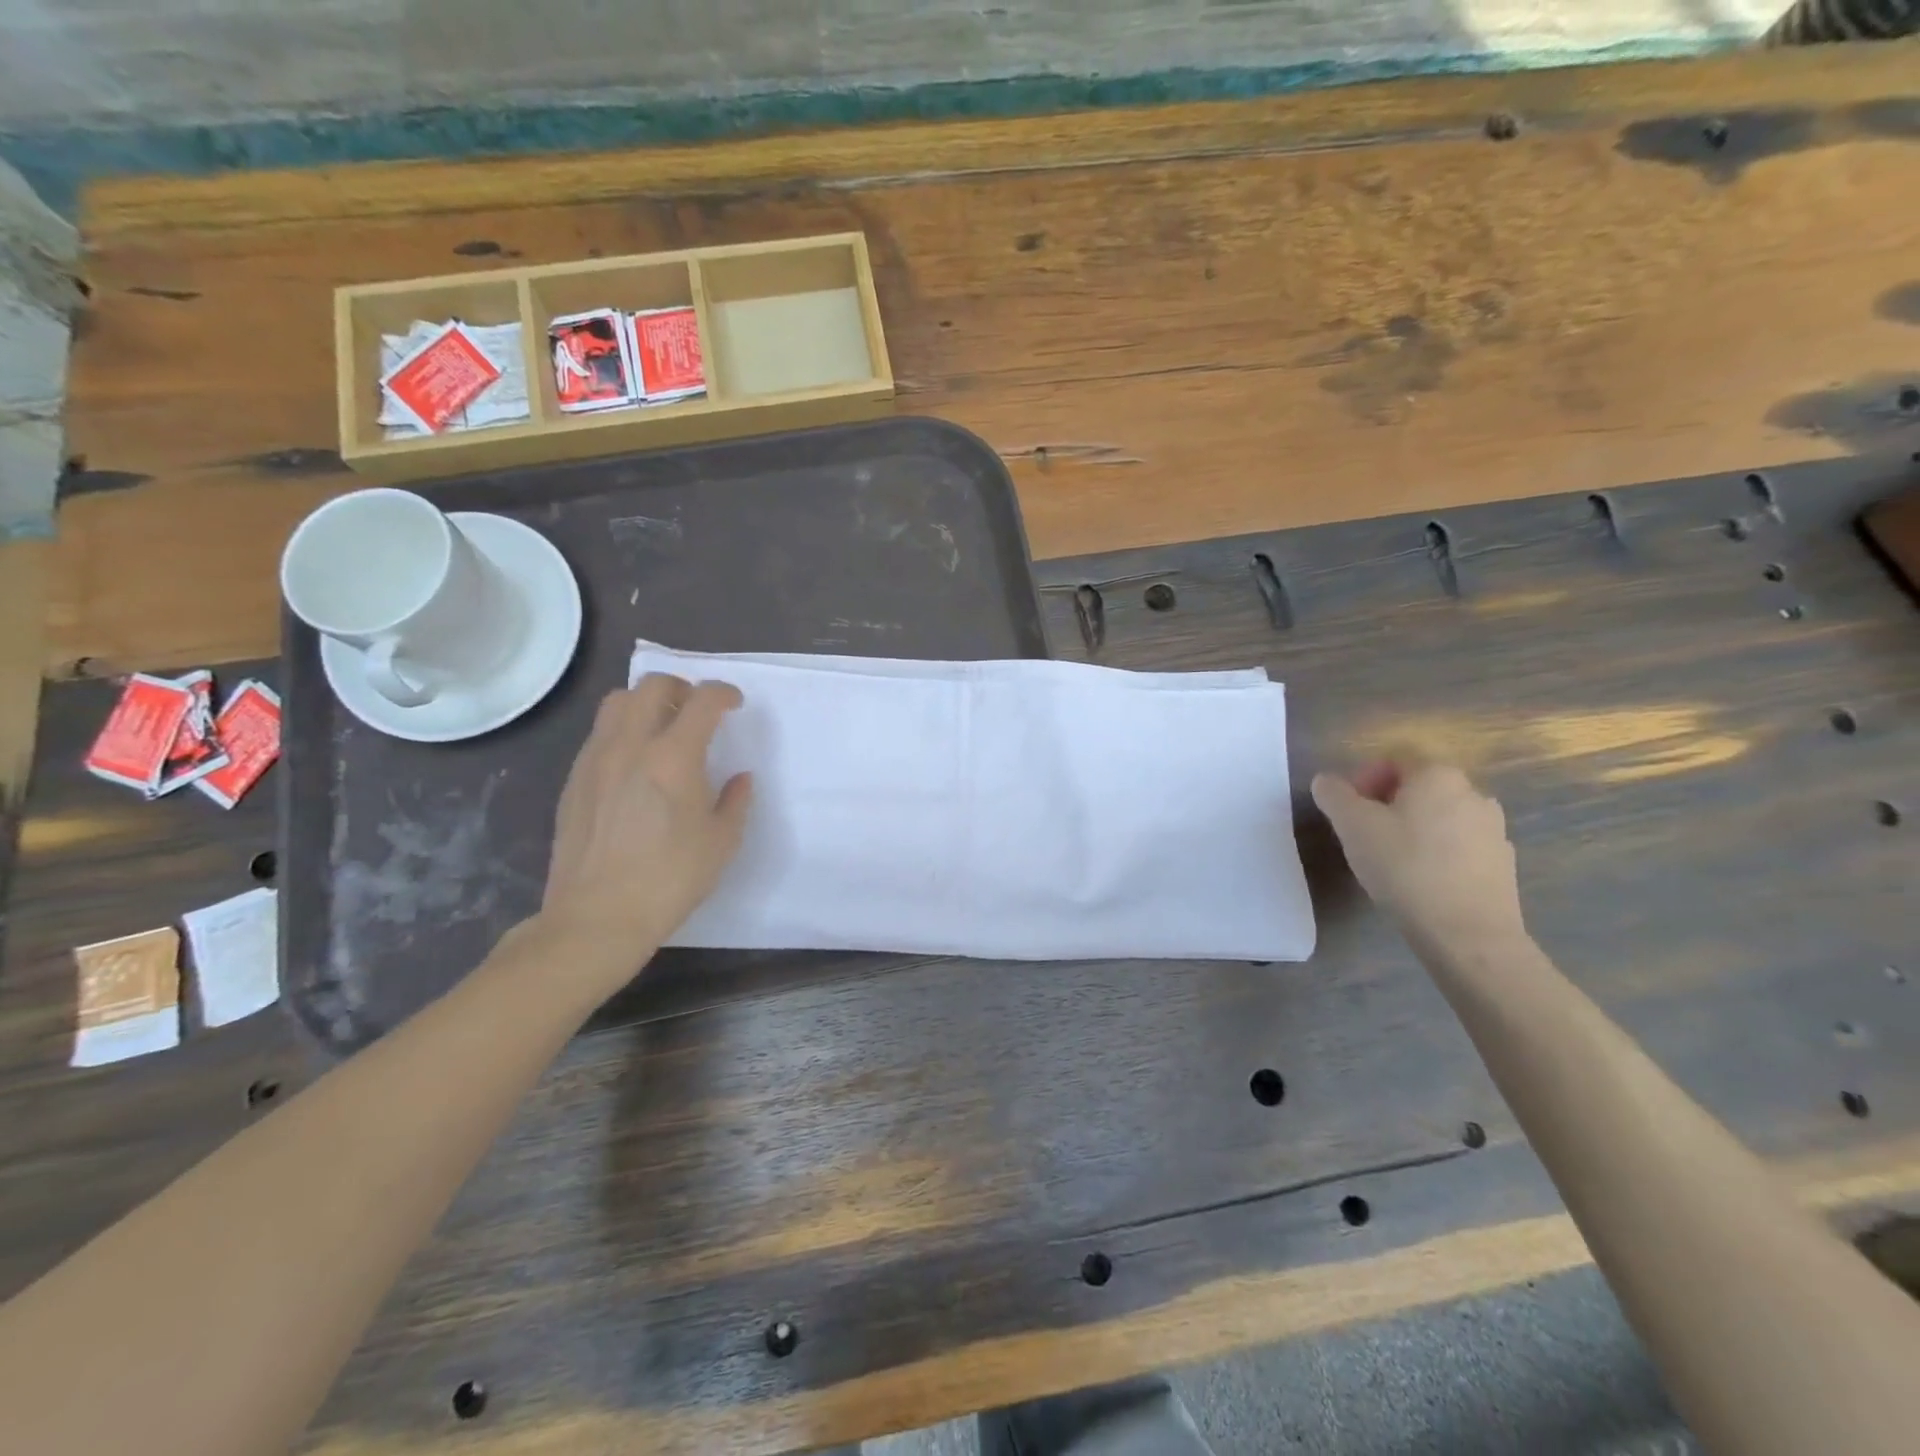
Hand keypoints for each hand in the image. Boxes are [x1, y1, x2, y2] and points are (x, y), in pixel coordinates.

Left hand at [537, 675, 751, 989]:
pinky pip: (600, 733)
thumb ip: (735, 800)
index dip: (724, 693)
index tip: (734, 704)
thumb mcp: (721, 842)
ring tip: (663, 729)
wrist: (597, 917)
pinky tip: (635, 764)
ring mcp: (595, 759)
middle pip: (653, 685)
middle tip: (698, 711)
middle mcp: (630, 745)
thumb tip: (739, 778)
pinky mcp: (574, 779)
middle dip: (683, 687)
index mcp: (674, 757)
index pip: (703, 700)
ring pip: (618, 702)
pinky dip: (623, 730)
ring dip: (647, 702)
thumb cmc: (670, 879)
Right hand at [1311, 761, 1526, 957]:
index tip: (1347, 811)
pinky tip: (1420, 881)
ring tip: (1391, 860)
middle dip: (1387, 805)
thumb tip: (1326, 781)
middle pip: (1418, 788)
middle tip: (1362, 835)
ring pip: (1440, 817)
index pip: (1394, 760)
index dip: (1363, 780)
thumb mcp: (1352, 826)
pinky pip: (1459, 847)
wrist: (1468, 935)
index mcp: (1438, 776)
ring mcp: (1494, 830)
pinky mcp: (1503, 865)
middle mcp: (1473, 793)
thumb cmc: (1404, 868)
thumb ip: (1334, 795)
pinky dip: (1437, 854)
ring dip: (1413, 829)